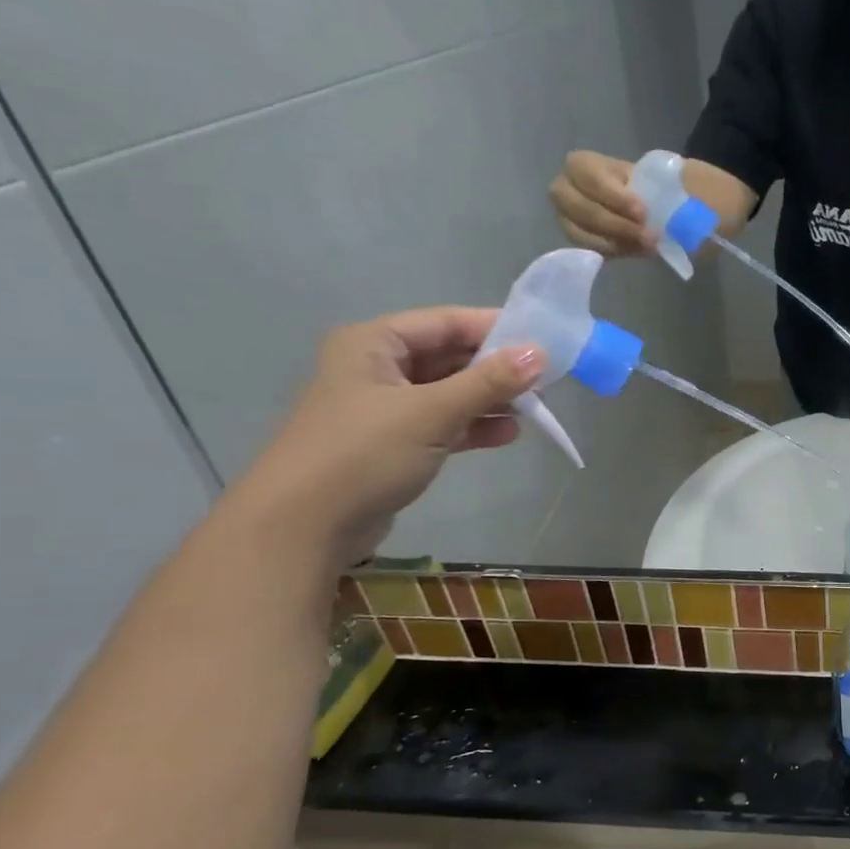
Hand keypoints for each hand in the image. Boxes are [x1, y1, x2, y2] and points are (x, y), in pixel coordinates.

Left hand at [231, 307, 542, 566]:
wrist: (303, 526)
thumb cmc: (364, 454)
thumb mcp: (431, 413)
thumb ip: (488, 382)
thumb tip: (539, 353)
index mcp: (374, 344)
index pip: (446, 322)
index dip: (495, 328)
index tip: (543, 341)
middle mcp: (378, 368)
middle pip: (449, 357)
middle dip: (496, 368)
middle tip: (546, 380)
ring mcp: (385, 409)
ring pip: (449, 393)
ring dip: (489, 400)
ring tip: (535, 410)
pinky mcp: (393, 444)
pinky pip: (442, 424)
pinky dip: (473, 427)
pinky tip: (507, 435)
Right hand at [549, 150, 651, 256]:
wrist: (636, 202)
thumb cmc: (640, 185)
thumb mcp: (646, 177)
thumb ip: (654, 184)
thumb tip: (675, 190)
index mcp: (581, 164)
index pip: (592, 180)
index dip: (617, 198)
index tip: (643, 212)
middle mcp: (564, 188)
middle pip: (584, 210)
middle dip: (618, 225)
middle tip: (649, 235)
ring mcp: (565, 216)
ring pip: (583, 233)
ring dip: (618, 242)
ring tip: (649, 246)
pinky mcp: (575, 239)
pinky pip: (590, 249)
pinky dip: (615, 252)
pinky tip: (638, 250)